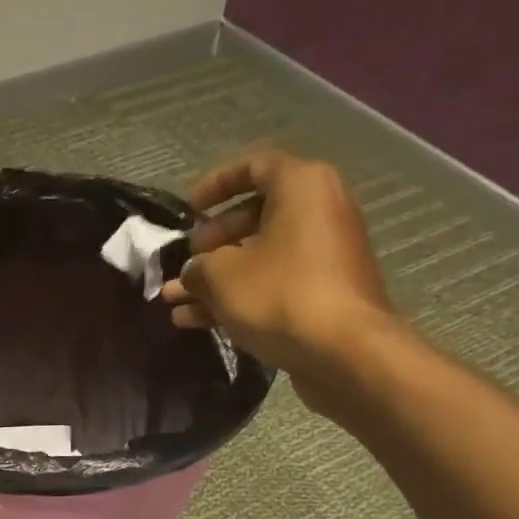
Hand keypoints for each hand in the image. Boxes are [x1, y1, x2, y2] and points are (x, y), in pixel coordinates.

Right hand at [160, 147, 399, 413]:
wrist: (344, 352)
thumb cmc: (280, 296)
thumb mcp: (221, 276)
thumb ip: (198, 267)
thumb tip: (193, 272)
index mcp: (301, 187)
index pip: (254, 166)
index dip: (216, 184)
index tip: (189, 209)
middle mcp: (318, 212)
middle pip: (255, 216)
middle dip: (211, 242)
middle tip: (186, 261)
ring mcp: (323, 255)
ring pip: (259, 257)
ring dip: (215, 278)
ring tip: (175, 301)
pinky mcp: (322, 293)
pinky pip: (272, 284)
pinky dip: (238, 297)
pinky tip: (197, 322)